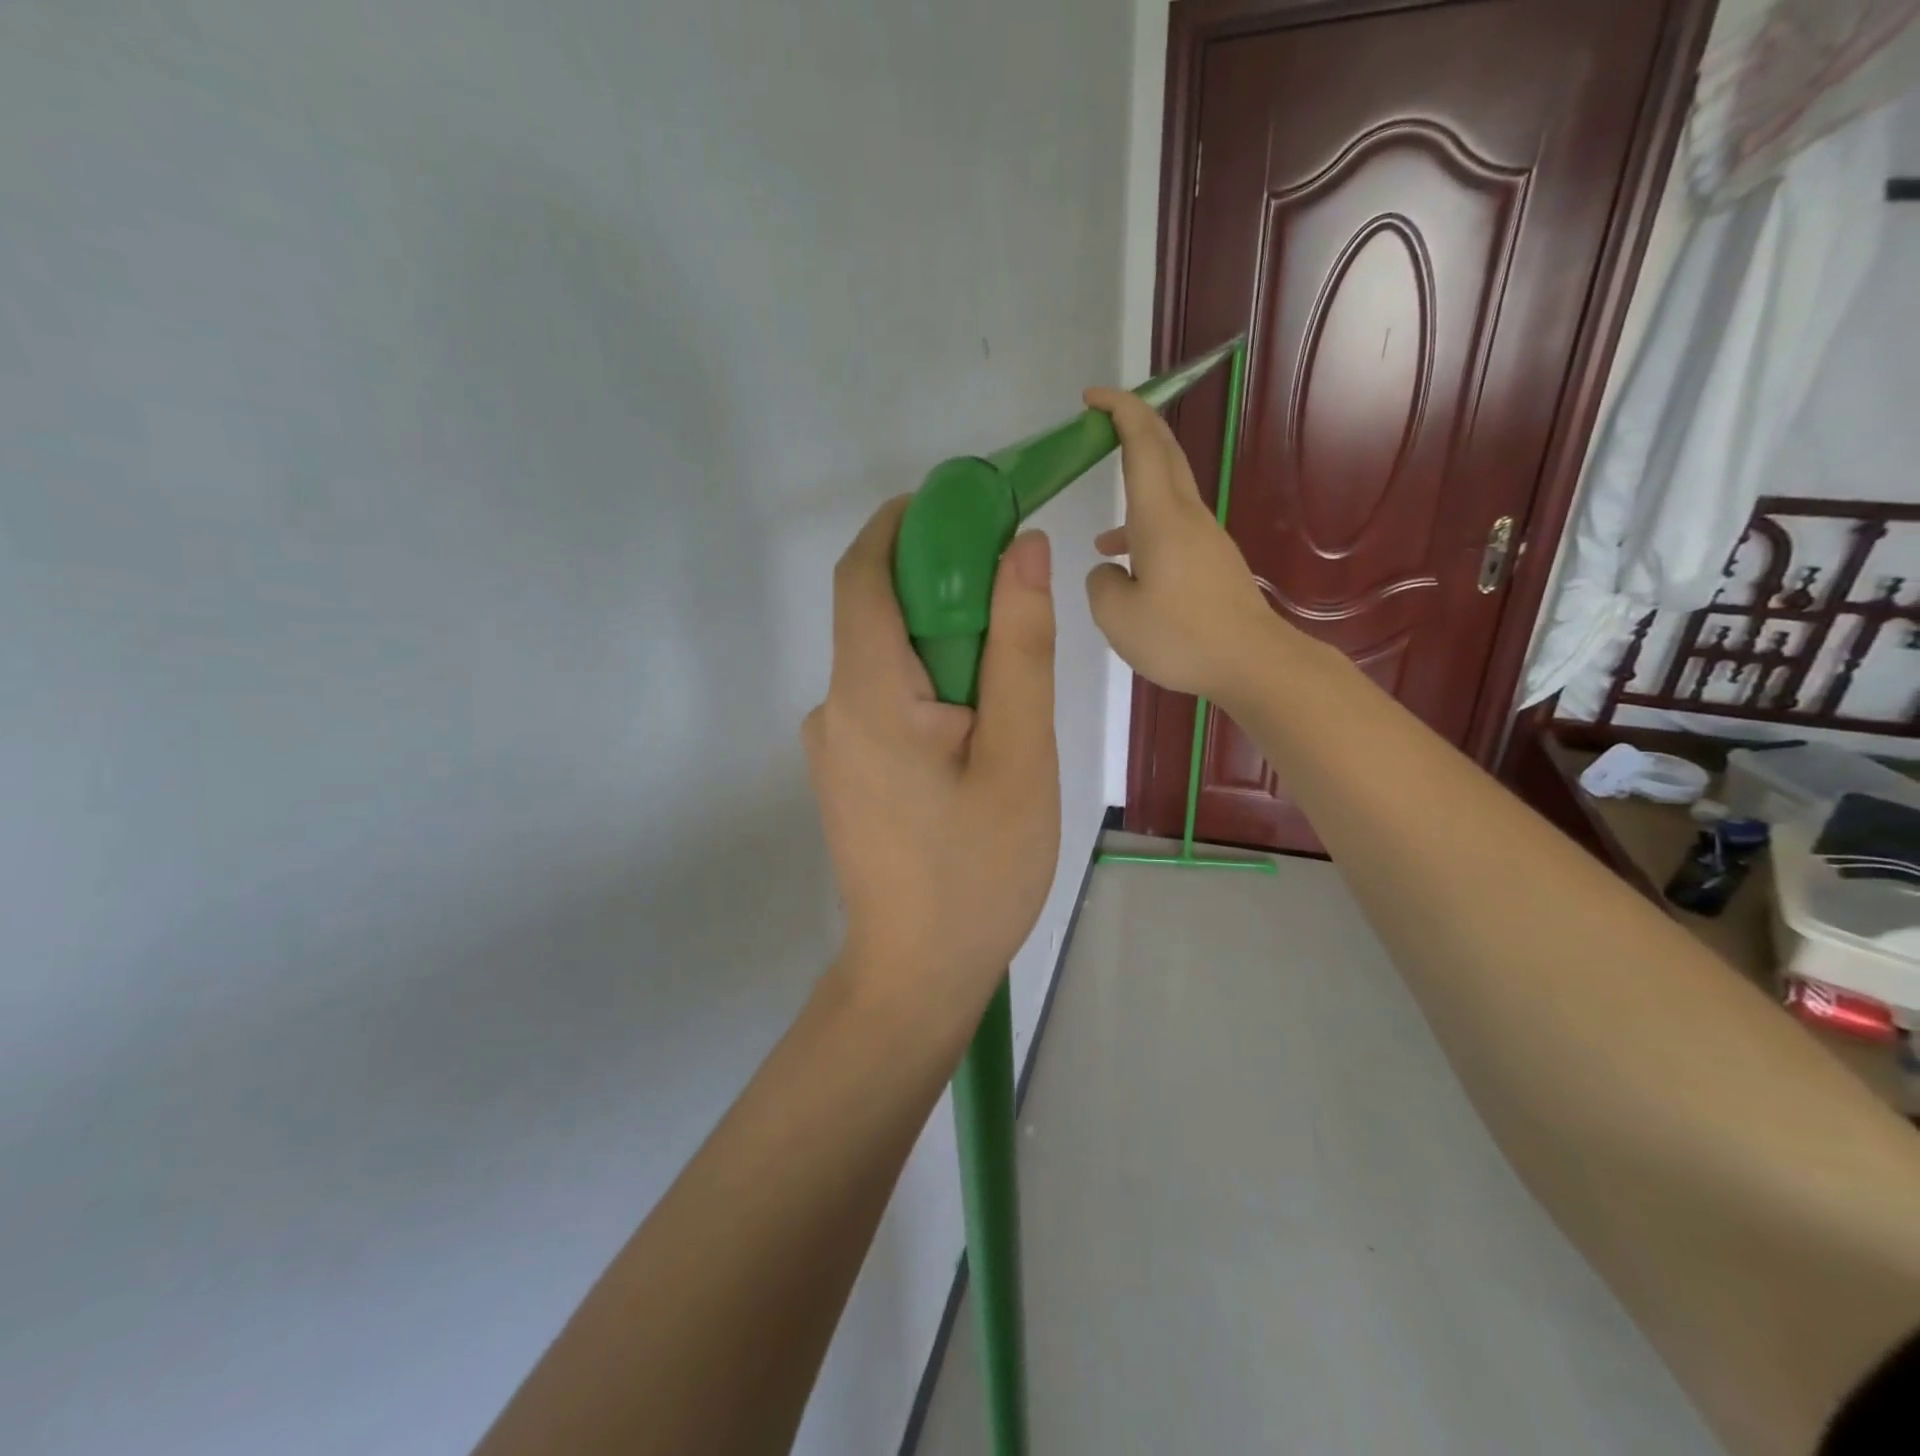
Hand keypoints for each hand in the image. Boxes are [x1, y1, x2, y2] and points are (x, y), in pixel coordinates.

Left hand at [804, 498, 1060, 1022]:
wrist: (919, 972)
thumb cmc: (978, 870)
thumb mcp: (1019, 753)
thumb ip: (1019, 646)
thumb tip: (1021, 549)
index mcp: (866, 695)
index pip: (863, 574)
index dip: (906, 523)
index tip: (964, 504)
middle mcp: (834, 709)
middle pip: (876, 612)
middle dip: (940, 581)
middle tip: (1014, 588)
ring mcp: (836, 744)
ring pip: (886, 660)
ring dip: (942, 641)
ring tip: (1009, 672)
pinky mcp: (849, 771)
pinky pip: (885, 700)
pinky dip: (930, 684)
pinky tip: (977, 723)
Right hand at [1082, 388, 1285, 702]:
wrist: (1253, 662)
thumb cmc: (1181, 637)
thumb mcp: (1117, 616)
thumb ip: (1101, 583)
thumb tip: (1109, 569)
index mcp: (1160, 517)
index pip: (1142, 443)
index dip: (1119, 411)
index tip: (1092, 398)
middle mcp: (1186, 516)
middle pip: (1163, 454)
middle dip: (1133, 429)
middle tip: (1099, 426)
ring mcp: (1204, 538)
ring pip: (1166, 495)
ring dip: (1135, 491)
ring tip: (1099, 538)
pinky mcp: (1213, 562)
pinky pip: (1173, 529)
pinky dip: (1145, 533)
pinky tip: (1131, 572)